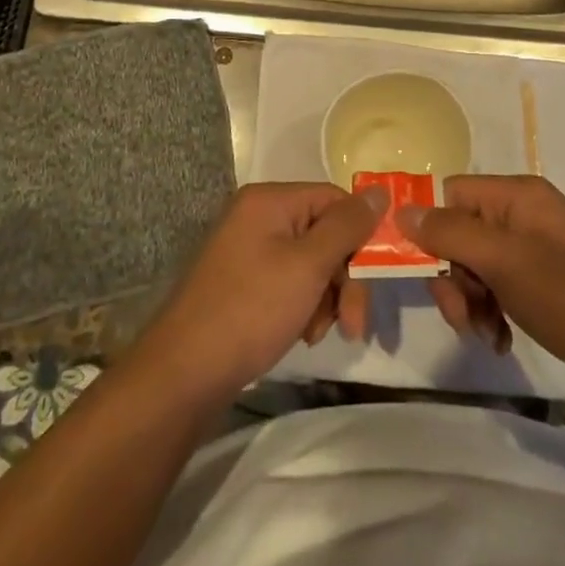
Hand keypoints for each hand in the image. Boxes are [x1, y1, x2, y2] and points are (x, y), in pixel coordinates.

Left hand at [136, 182, 384, 405]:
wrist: (184, 374)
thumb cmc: (251, 310)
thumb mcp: (308, 266)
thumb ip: (347, 226)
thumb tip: (380, 191)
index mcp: (270, 200)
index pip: (335, 199)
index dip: (360, 235)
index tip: (374, 279)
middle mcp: (258, 215)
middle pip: (324, 232)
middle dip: (344, 277)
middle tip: (352, 323)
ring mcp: (248, 249)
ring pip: (311, 262)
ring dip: (326, 296)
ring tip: (318, 333)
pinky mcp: (243, 281)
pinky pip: (289, 280)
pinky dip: (304, 305)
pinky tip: (302, 334)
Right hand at [402, 175, 564, 400]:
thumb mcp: (506, 262)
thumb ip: (451, 233)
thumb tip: (401, 211)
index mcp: (517, 195)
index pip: (451, 195)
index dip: (432, 230)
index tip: (426, 273)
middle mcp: (523, 213)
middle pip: (459, 233)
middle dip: (453, 277)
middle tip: (461, 316)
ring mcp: (534, 248)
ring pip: (474, 265)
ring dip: (470, 301)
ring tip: (486, 335)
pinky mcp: (541, 281)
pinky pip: (496, 287)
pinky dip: (491, 313)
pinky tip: (501, 341)